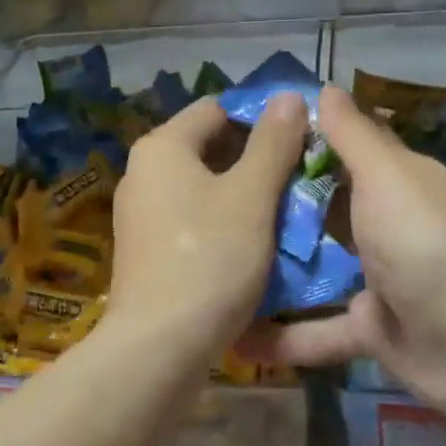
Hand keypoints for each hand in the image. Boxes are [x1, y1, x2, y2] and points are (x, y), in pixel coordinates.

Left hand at [105, 92, 306, 364]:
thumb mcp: (251, 196)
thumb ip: (272, 142)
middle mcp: (144, 172)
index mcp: (162, 147)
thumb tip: (288, 96)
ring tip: (290, 209)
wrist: (158, 349)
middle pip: (210, 147)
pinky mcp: (148, 250)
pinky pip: (194, 218)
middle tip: (303, 174)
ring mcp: (142, 213)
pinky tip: (258, 243)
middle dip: (257, 157)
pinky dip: (225, 221)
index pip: (218, 108)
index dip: (262, 116)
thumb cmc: (209, 259)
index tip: (302, 136)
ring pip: (205, 186)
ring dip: (245, 192)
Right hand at [241, 86, 445, 423]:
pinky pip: (319, 331)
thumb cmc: (424, 240)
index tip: (247, 133)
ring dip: (275, 269)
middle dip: (276, 205)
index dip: (301, 138)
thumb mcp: (385, 174)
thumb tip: (326, 88)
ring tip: (217, 261)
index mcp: (394, 182)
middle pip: (323, 208)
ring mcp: (378, 280)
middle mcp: (385, 225)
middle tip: (216, 198)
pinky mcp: (369, 330)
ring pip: (316, 269)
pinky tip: (236, 338)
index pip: (344, 148)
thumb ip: (352, 135)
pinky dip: (284, 337)